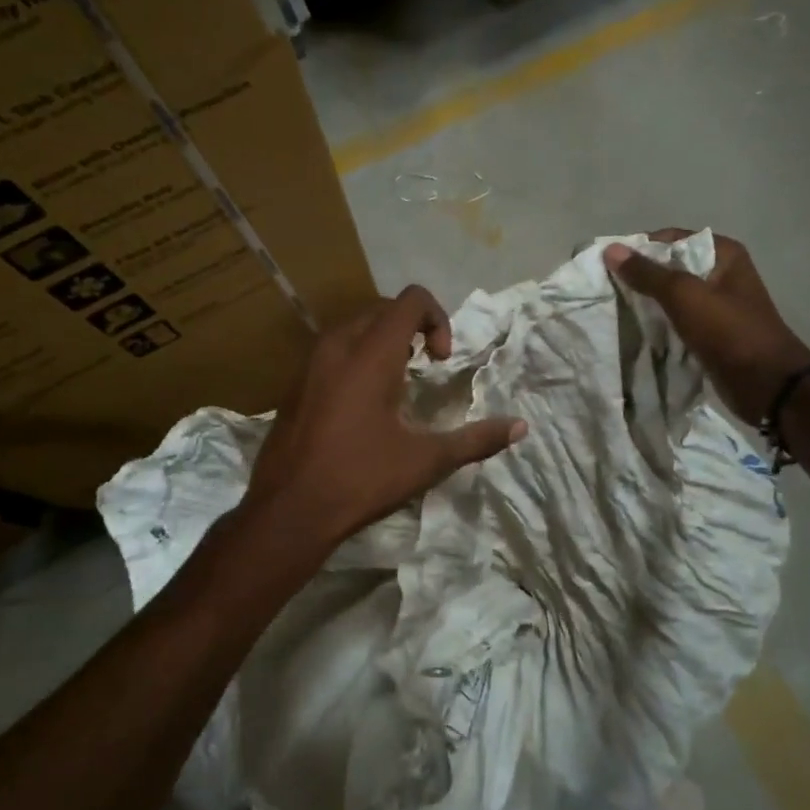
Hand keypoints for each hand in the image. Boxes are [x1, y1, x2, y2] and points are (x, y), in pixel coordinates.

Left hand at [243, 286, 526, 551]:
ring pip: (354, 326)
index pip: (410, 300)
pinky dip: (356, 358)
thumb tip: (521, 427)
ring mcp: (310, 363)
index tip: (440, 361)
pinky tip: (363, 405)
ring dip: (383, 341)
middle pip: (382, 308)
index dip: (437, 319)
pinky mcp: (295, 384)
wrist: (288, 510)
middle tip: (425, 368)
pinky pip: (332, 350)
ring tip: (397, 384)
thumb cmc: (361, 479)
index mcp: (371, 354)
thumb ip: (476, 439)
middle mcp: (338, 346)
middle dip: (412, 327)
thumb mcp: (426, 461)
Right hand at [604, 229, 809, 426]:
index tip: (607, 265)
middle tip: (606, 289)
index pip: (671, 239)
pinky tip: (634, 331)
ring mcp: (717, 306)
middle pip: (670, 268)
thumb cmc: (729, 332)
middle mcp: (721, 274)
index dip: (639, 249)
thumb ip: (647, 273)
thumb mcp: (684, 296)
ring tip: (614, 310)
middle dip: (640, 278)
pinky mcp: (710, 333)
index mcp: (723, 254)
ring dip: (646, 303)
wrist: (766, 385)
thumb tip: (611, 250)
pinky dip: (658, 325)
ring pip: (672, 297)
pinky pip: (677, 321)